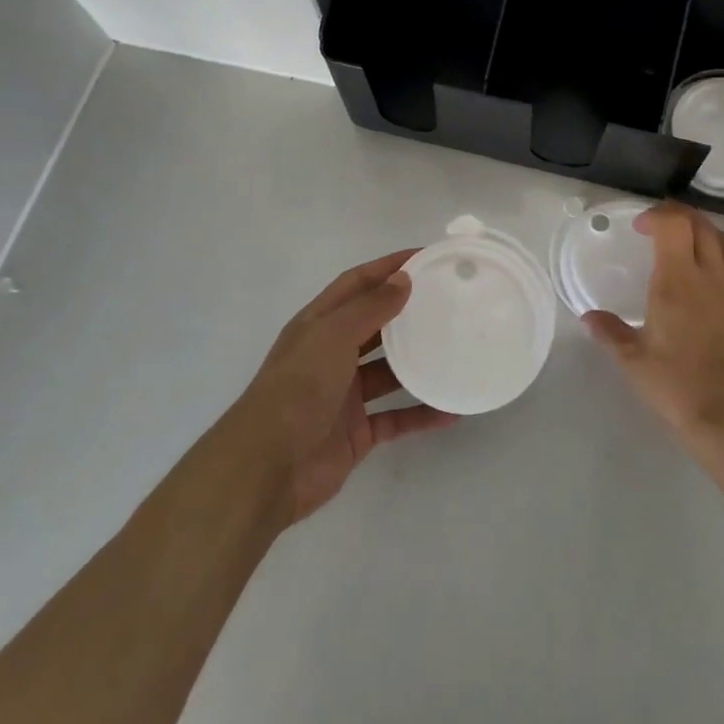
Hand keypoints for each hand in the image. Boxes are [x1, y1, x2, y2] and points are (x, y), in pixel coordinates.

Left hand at [236, 250, 458, 523]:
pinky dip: (421, 414)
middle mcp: (331, 355)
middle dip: (407, 312)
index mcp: (319, 324)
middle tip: (448, 301)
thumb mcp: (333, 336)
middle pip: (375, 325)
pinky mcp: (356, 432)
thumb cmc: (298, 388)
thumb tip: (403, 278)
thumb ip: (370, 307)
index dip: (388, 267)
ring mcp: (344, 395)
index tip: (426, 257)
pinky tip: (451, 410)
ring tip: (456, 350)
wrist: (268, 467)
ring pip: (388, 372)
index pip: (356, 283)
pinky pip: (395, 417)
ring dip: (418, 363)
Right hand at [584, 202, 723, 442]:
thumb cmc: (678, 386)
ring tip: (694, 245)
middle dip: (681, 218)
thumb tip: (589, 318)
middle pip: (702, 227)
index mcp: (678, 280)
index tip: (641, 227)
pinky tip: (722, 283)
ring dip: (709, 235)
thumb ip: (611, 333)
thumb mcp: (634, 361)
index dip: (657, 215)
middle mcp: (712, 277)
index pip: (674, 225)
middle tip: (663, 227)